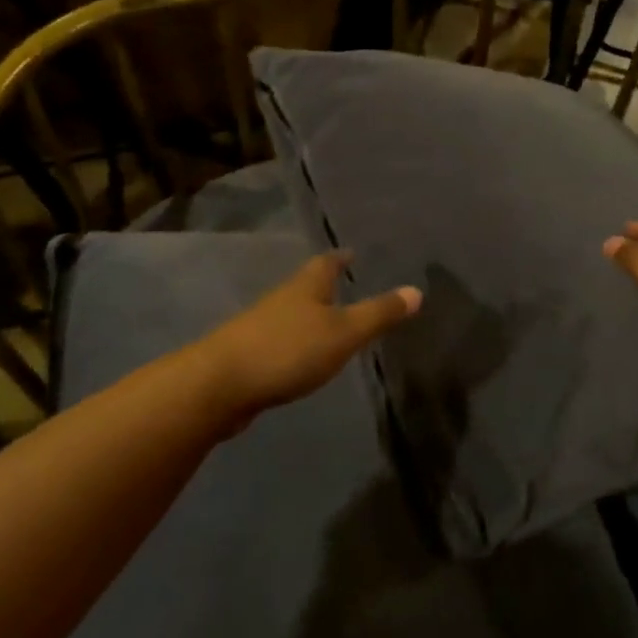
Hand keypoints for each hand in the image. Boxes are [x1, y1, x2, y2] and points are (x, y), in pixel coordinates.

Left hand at [197, 252, 420, 425]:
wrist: (219, 385)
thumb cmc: (288, 350)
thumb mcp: (343, 333)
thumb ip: (379, 314)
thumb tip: (417, 290)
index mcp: (306, 286)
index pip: (327, 262)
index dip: (341, 257)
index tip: (353, 253)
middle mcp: (282, 298)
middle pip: (307, 284)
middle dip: (326, 284)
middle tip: (348, 284)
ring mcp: (261, 326)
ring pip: (292, 312)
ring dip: (310, 314)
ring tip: (330, 320)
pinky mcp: (249, 354)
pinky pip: (280, 340)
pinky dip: (296, 342)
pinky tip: (303, 357)